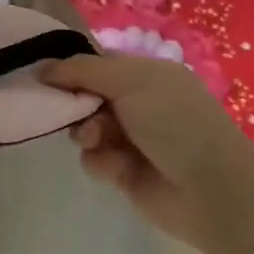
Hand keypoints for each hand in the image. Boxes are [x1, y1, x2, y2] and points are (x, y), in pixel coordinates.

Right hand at [43, 53, 253, 249]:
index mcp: (146, 73)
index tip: (44, 76)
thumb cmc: (174, 121)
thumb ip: (83, 70)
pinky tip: (115, 168)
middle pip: (86, 96)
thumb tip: (43, 68)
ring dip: (86, 133)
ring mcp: (132, 138)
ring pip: (86, 128)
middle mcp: (138, 103)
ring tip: (99, 141)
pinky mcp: (125, 172)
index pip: (97, 64)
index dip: (71, 69)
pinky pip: (94, 159)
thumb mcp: (130, 80)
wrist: (210, 189)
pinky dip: (100, 161)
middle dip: (76, 103)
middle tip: (73, 112)